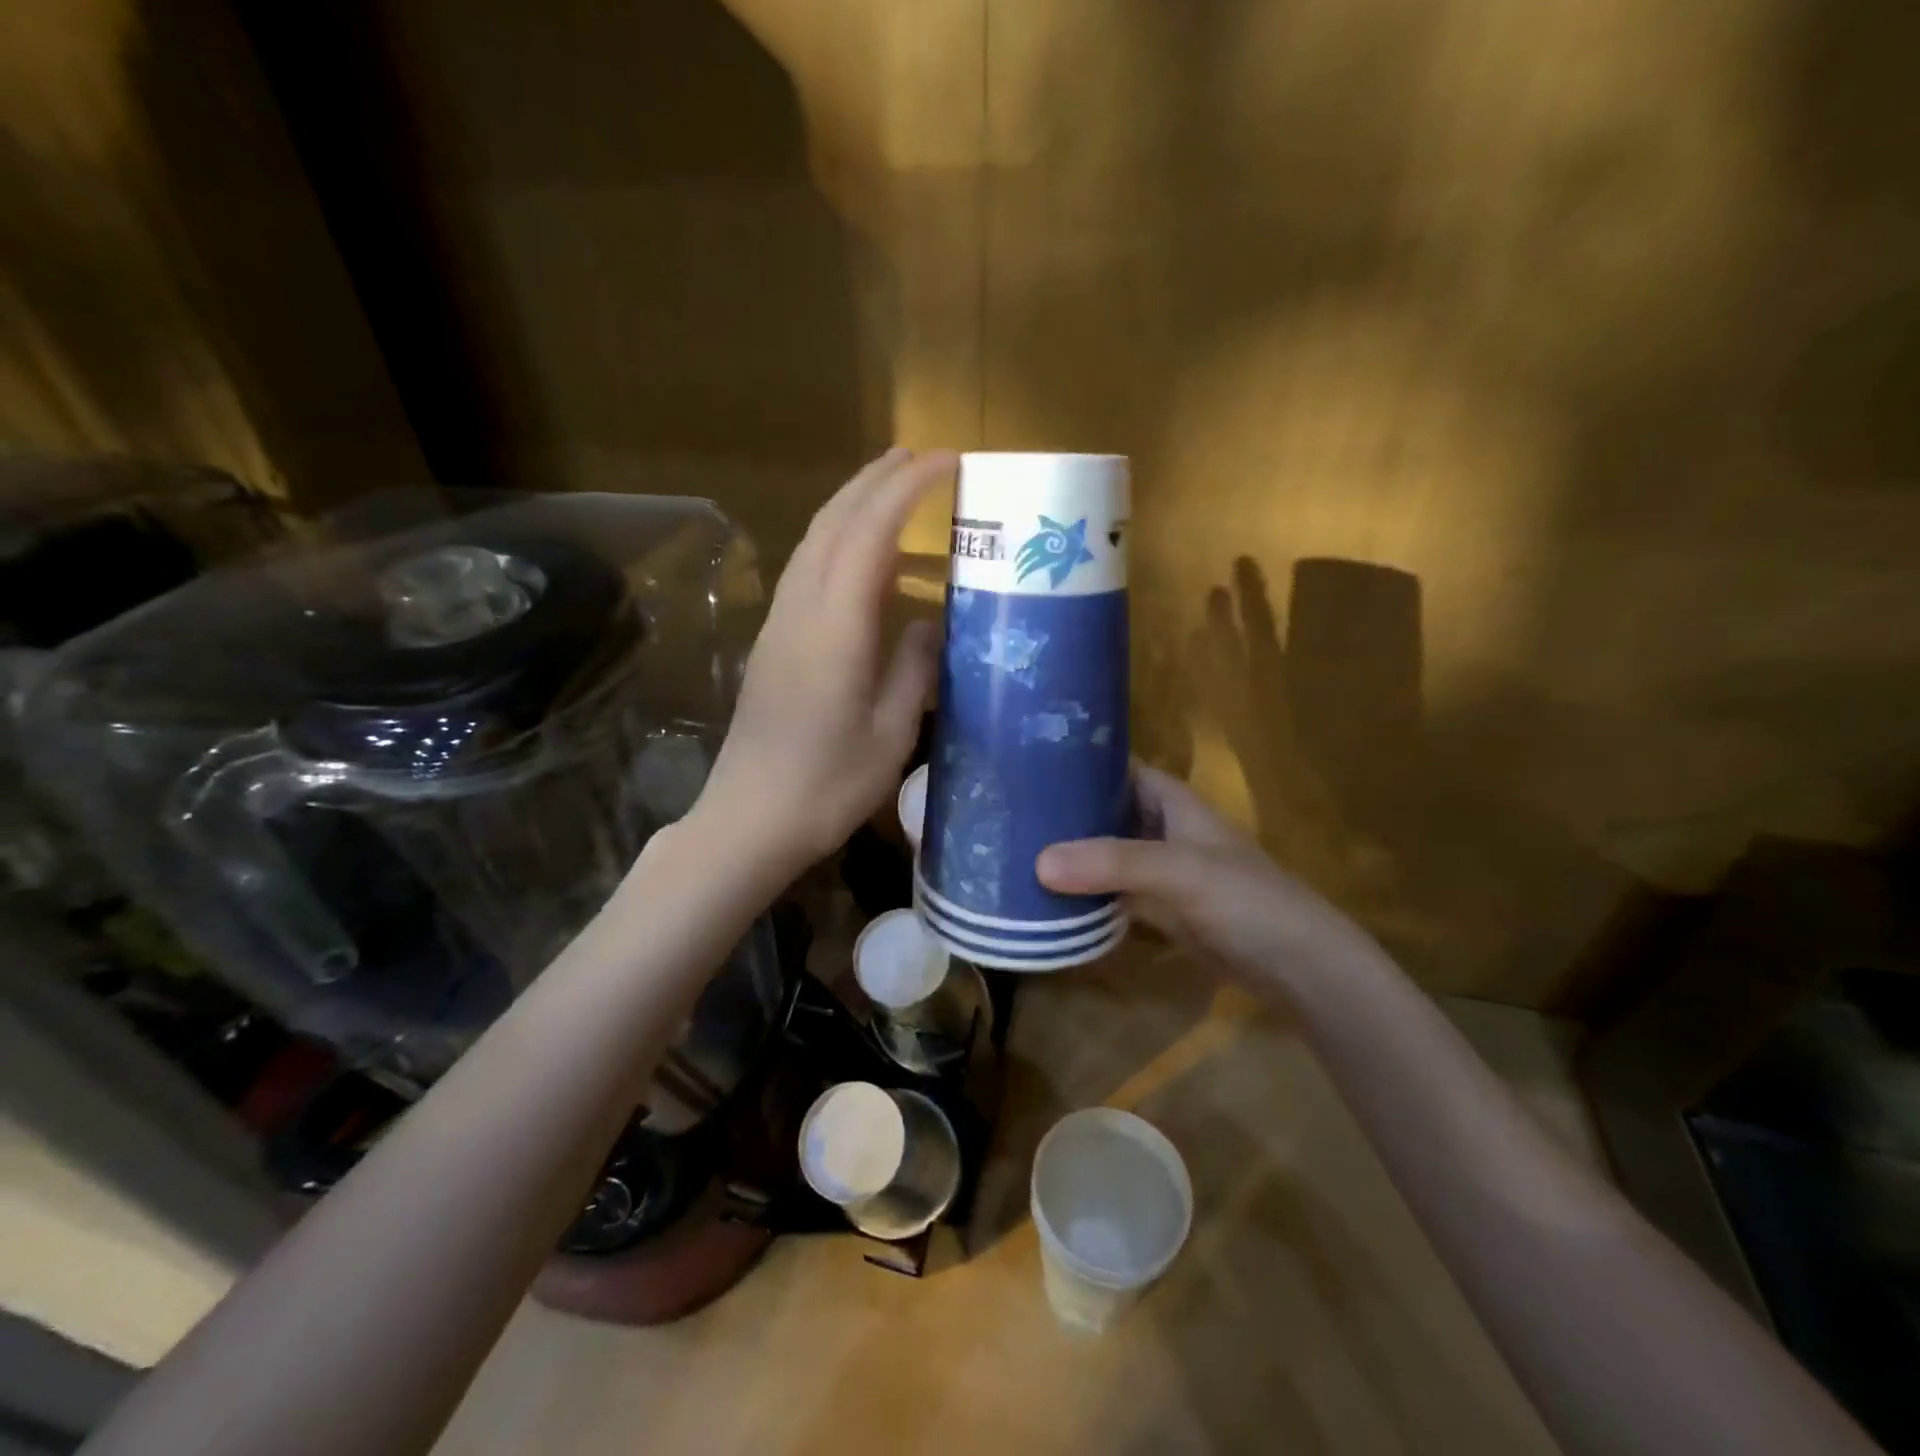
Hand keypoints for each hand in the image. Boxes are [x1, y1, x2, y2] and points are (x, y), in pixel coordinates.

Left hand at [698, 448, 955, 872]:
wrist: (750, 819)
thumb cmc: (829, 785)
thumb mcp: (891, 732)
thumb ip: (913, 667)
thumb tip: (929, 622)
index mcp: (835, 627)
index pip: (870, 532)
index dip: (907, 488)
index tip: (947, 461)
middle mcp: (801, 610)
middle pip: (833, 522)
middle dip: (876, 480)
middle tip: (920, 457)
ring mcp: (779, 624)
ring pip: (813, 541)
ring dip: (851, 503)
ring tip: (890, 487)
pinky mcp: (771, 642)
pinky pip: (805, 569)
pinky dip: (836, 539)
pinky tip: (857, 553)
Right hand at [1036, 764, 1363, 984]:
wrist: (1297, 967)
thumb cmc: (1245, 900)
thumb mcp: (1179, 871)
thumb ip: (1112, 863)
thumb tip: (1039, 861)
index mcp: (1174, 802)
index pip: (1121, 767)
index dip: (1082, 760)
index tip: (1029, 761)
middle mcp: (1164, 829)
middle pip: (1107, 810)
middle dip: (1066, 810)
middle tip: (1007, 810)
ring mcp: (1161, 870)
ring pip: (1106, 852)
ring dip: (1071, 853)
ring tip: (1013, 847)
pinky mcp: (1160, 908)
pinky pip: (1112, 891)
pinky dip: (1085, 891)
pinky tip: (1046, 894)